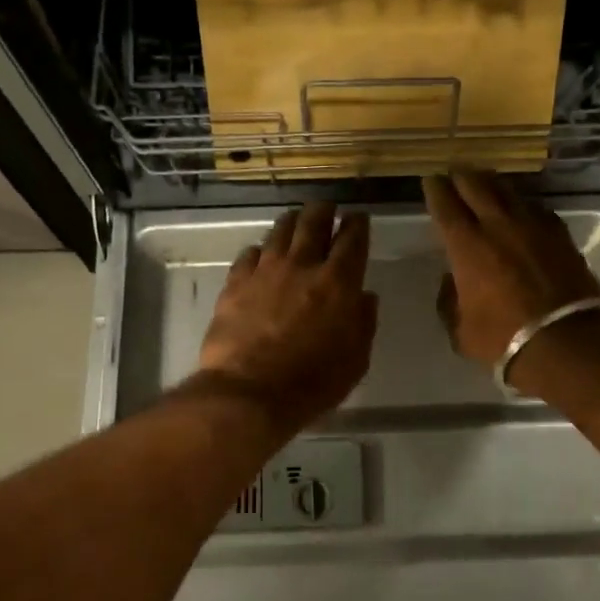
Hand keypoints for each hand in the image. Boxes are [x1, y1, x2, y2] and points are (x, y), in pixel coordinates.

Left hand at [198, 201, 378, 427]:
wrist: (249, 392)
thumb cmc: (311, 383)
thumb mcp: (355, 361)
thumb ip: (363, 323)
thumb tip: (364, 297)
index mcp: (338, 282)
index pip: (353, 239)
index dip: (358, 224)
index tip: (359, 218)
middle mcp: (302, 265)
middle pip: (314, 222)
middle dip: (324, 210)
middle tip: (327, 209)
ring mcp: (265, 270)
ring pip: (280, 230)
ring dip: (292, 222)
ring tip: (295, 221)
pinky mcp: (236, 282)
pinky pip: (250, 254)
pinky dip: (260, 250)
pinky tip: (261, 255)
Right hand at [423, 171, 599, 376]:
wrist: (566, 342)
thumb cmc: (504, 340)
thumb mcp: (460, 329)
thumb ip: (449, 300)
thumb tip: (451, 281)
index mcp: (467, 247)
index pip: (446, 207)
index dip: (436, 190)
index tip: (431, 180)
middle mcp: (498, 226)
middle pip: (477, 187)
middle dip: (463, 177)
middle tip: (455, 171)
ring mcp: (533, 227)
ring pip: (509, 192)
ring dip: (493, 184)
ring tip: (485, 180)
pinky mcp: (560, 235)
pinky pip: (536, 209)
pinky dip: (523, 204)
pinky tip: (521, 207)